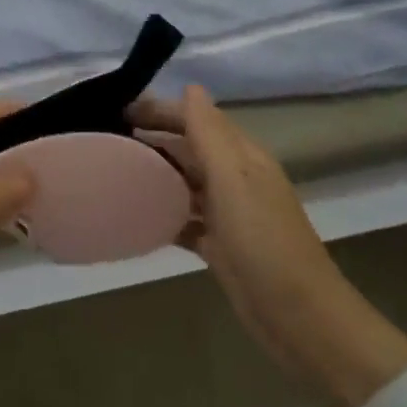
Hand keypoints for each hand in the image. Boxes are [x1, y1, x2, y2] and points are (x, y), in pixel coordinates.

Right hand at [132, 86, 406, 406]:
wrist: (300, 319)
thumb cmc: (265, 242)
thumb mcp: (234, 180)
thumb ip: (210, 134)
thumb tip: (191, 87)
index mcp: (242, 156)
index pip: (196, 118)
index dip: (161, 110)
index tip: (118, 109)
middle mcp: (234, 178)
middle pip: (188, 148)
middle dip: (152, 138)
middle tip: (105, 138)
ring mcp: (227, 214)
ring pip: (184, 182)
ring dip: (154, 173)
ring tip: (112, 170)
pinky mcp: (219, 246)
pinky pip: (184, 219)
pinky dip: (162, 213)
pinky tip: (134, 215)